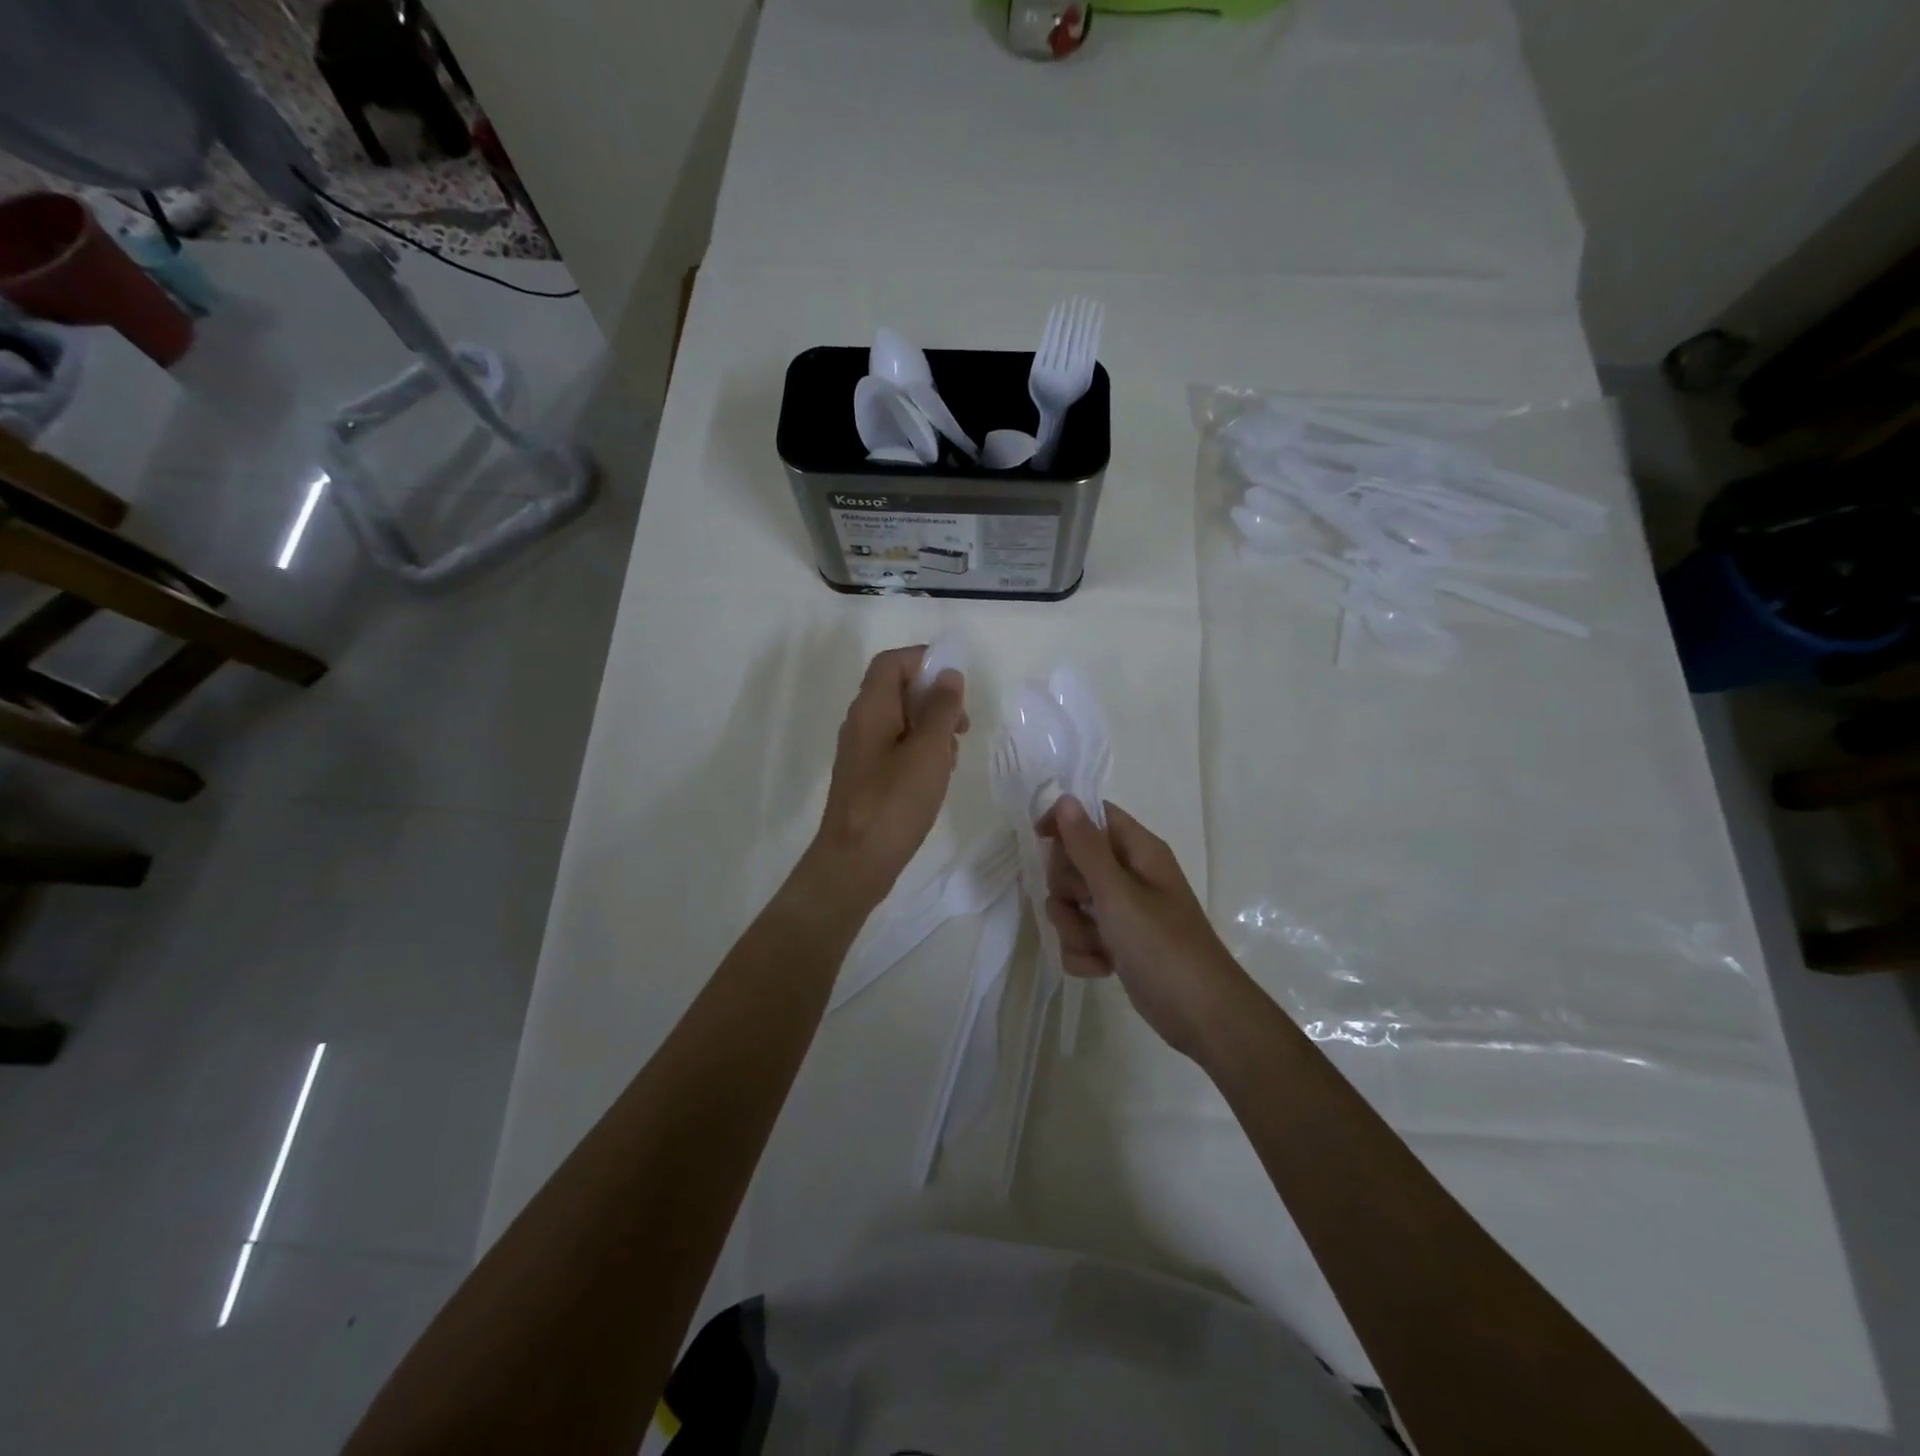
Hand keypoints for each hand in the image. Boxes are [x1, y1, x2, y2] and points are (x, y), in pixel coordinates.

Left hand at [808, 645, 967, 906]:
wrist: (854, 863)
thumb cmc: (894, 803)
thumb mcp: (928, 751)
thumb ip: (941, 709)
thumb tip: (947, 674)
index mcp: (871, 708)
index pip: (892, 662)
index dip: (924, 660)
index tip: (956, 684)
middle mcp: (861, 723)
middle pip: (897, 689)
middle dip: (934, 698)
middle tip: (961, 725)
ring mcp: (861, 752)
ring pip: (900, 721)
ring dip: (931, 728)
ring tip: (952, 756)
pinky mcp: (866, 778)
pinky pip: (895, 748)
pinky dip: (920, 752)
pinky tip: (937, 777)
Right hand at [1037, 796, 1249, 1060]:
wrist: (1201, 1015)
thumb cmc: (1162, 945)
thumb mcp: (1117, 892)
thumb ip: (1086, 846)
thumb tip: (1065, 798)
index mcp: (1138, 851)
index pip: (1093, 816)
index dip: (1064, 823)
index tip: (1041, 840)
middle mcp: (1130, 875)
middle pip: (1074, 862)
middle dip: (1067, 889)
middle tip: (1085, 905)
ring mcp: (1123, 912)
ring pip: (1072, 904)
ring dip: (1074, 928)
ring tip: (1098, 945)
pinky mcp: (1117, 944)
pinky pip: (1080, 937)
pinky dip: (1084, 953)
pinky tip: (1103, 967)